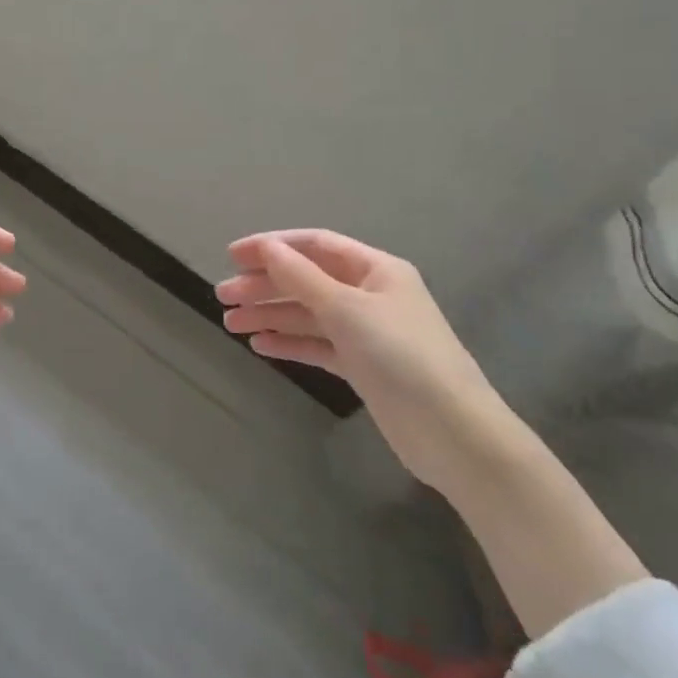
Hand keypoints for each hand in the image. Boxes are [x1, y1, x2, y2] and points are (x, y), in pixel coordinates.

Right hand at [216, 230, 508, 492]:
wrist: (453, 433)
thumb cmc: (401, 357)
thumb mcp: (347, 309)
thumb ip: (301, 277)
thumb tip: (266, 248)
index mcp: (376, 270)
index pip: (315, 245)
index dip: (273, 246)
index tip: (232, 256)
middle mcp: (371, 295)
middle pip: (307, 280)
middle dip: (265, 285)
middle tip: (223, 297)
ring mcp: (367, 332)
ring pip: (308, 314)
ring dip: (270, 315)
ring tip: (230, 323)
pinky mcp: (363, 366)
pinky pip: (318, 345)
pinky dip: (290, 343)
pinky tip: (260, 345)